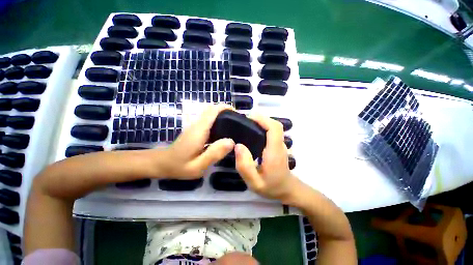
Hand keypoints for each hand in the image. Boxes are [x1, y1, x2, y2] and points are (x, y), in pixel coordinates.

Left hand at [162, 104, 234, 178]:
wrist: (162, 164)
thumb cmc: (179, 166)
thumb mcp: (198, 166)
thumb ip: (214, 154)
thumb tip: (231, 142)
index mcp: (199, 130)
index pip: (212, 111)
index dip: (225, 108)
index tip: (237, 113)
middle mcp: (197, 125)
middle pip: (212, 110)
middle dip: (226, 111)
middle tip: (238, 121)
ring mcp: (195, 126)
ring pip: (210, 115)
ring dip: (222, 116)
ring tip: (234, 127)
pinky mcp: (195, 130)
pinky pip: (209, 121)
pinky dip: (218, 122)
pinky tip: (224, 133)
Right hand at [234, 115, 296, 200]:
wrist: (287, 190)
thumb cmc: (271, 187)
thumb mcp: (254, 183)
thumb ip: (245, 166)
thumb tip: (238, 146)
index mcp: (275, 151)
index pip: (274, 128)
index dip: (263, 119)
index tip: (249, 117)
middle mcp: (280, 145)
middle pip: (274, 125)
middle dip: (260, 118)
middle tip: (244, 121)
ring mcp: (280, 144)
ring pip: (273, 127)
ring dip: (261, 122)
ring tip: (246, 125)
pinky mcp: (278, 145)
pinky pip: (271, 132)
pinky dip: (263, 127)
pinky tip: (252, 133)